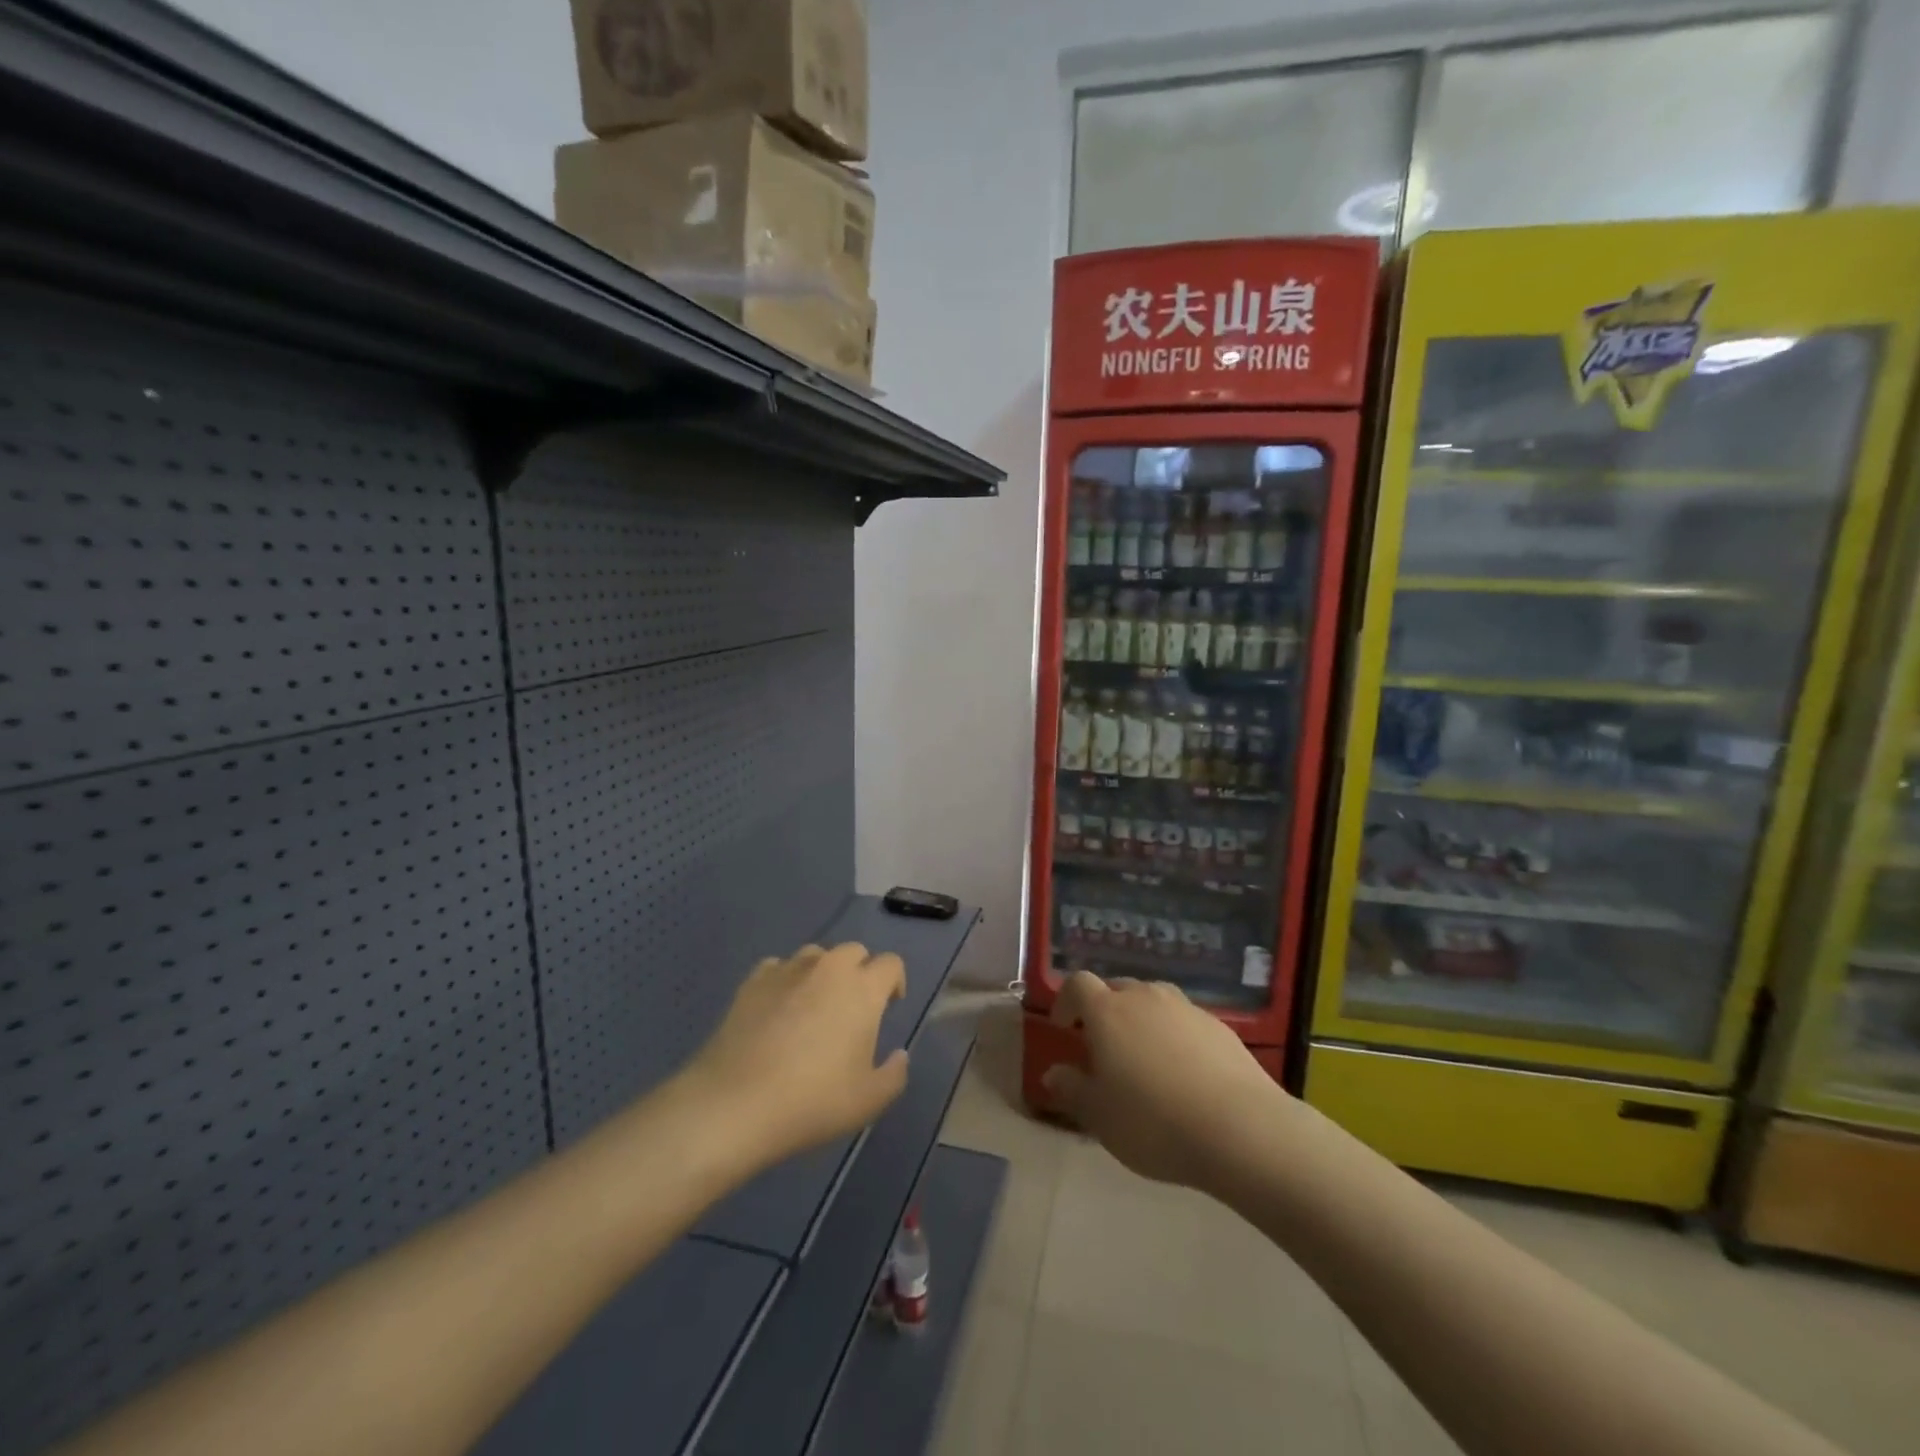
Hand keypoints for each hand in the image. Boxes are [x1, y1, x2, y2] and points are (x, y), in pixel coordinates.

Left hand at [683, 942, 909, 1169]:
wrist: (735, 1104)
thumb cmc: (812, 1101)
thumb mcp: (869, 1101)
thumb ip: (894, 1074)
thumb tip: (899, 1054)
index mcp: (863, 989)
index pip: (890, 964)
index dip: (894, 982)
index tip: (889, 1006)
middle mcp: (829, 968)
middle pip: (854, 951)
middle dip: (860, 972)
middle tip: (852, 1008)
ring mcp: (788, 970)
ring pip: (816, 956)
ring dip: (823, 973)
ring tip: (814, 1006)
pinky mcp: (753, 981)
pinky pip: (778, 968)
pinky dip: (785, 980)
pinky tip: (778, 1009)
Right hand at [1043, 972, 1289, 1190]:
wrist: (1241, 1130)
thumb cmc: (1154, 1122)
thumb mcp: (1099, 1116)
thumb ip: (1072, 1089)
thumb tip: (1053, 1072)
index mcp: (1108, 1011)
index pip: (1078, 984)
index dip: (1066, 1000)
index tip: (1064, 1027)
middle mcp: (1145, 997)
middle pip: (1117, 988)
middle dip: (1104, 1010)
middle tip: (1103, 1047)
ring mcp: (1186, 1008)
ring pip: (1153, 1001)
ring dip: (1141, 1020)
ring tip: (1145, 1059)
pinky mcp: (1219, 1026)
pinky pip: (1184, 1021)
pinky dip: (1175, 1035)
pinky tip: (1184, 1072)